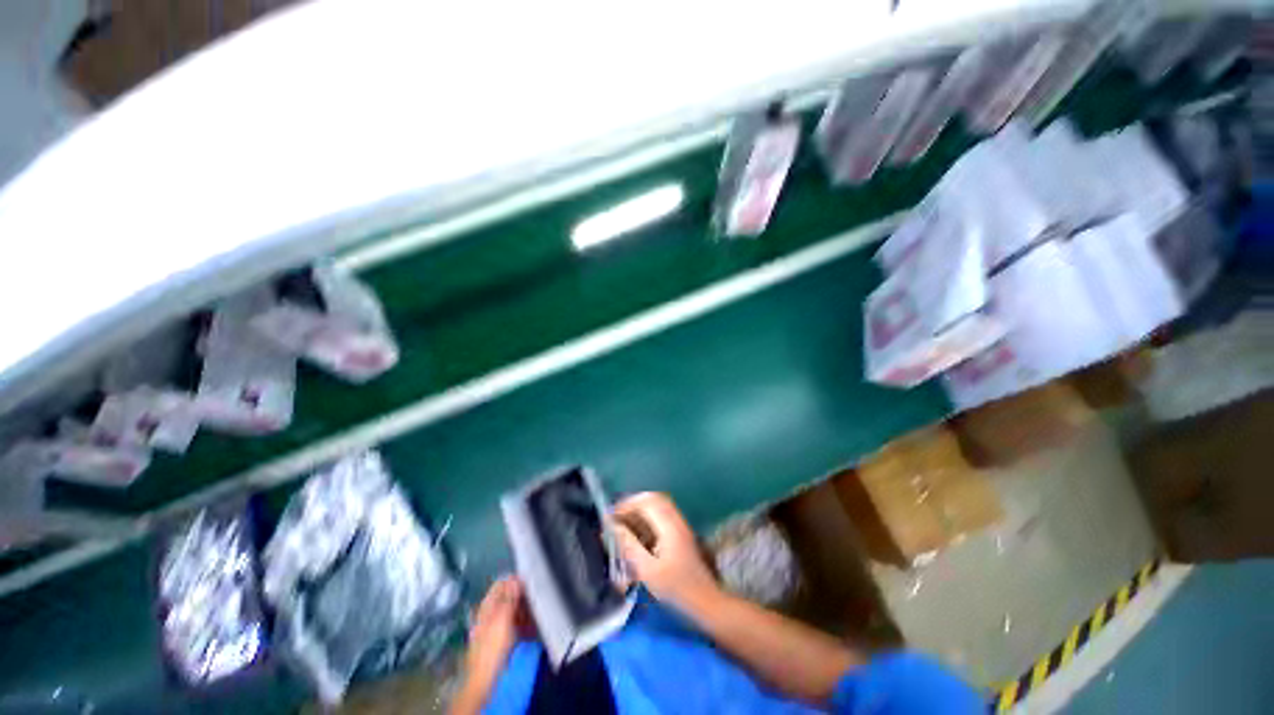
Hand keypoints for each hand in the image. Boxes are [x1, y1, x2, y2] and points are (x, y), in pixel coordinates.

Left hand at [453, 576, 526, 713]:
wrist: (483, 679)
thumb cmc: (492, 647)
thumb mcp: (503, 619)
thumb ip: (509, 598)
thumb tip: (515, 578)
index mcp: (488, 605)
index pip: (501, 583)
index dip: (515, 580)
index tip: (531, 582)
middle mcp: (490, 612)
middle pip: (508, 597)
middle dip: (522, 597)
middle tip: (535, 601)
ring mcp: (495, 625)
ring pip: (512, 611)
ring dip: (524, 612)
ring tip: (535, 615)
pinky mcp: (500, 637)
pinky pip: (513, 624)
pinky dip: (522, 624)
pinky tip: (530, 629)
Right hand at [612, 492, 720, 613]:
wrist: (706, 601)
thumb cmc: (676, 589)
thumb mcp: (648, 571)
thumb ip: (630, 546)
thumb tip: (614, 527)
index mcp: (668, 526)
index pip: (646, 502)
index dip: (626, 505)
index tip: (611, 516)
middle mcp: (676, 520)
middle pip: (653, 499)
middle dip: (633, 504)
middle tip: (617, 517)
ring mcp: (681, 526)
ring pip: (658, 506)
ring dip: (640, 510)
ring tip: (624, 524)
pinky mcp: (682, 534)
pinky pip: (663, 516)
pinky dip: (648, 518)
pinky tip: (639, 534)